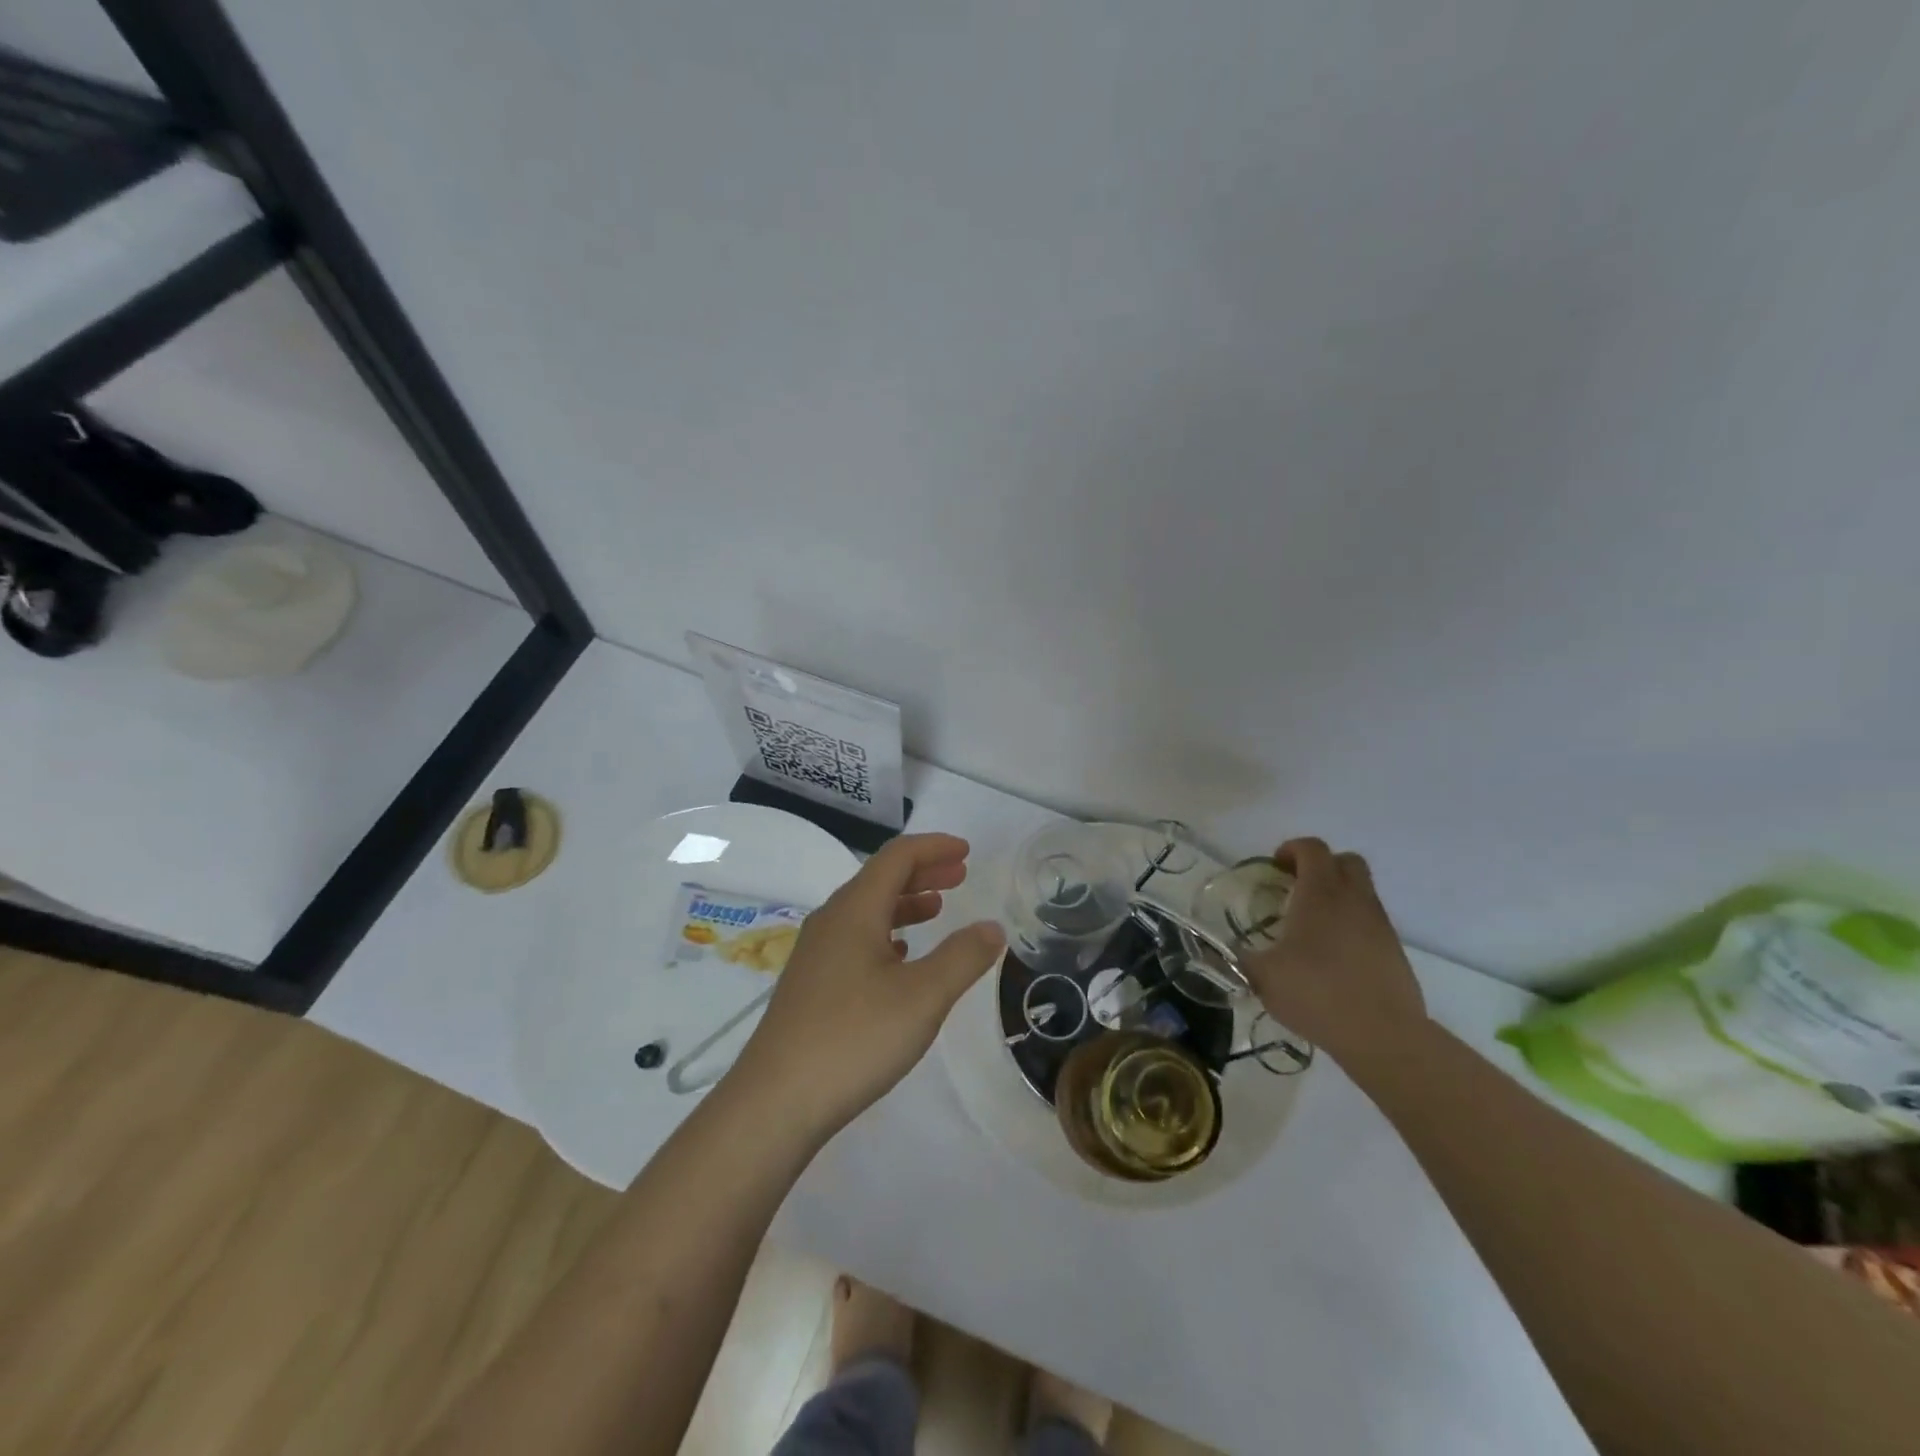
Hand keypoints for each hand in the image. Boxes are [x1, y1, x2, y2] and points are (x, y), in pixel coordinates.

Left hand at [731, 833, 1005, 1136]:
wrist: (775, 1101)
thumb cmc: (854, 1038)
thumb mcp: (923, 997)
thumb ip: (963, 957)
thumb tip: (992, 927)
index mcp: (855, 910)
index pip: (897, 857)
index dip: (934, 847)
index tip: (967, 852)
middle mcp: (831, 921)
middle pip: (880, 879)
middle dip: (922, 872)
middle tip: (959, 875)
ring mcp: (816, 953)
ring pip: (866, 911)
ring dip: (905, 903)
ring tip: (937, 910)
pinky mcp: (811, 984)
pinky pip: (854, 939)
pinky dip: (886, 934)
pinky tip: (900, 957)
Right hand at [1241, 838, 1426, 1068]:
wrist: (1383, 1035)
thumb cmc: (1317, 994)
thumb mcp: (1262, 976)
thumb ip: (1241, 957)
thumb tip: (1226, 951)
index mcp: (1321, 894)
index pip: (1312, 848)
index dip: (1291, 849)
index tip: (1274, 868)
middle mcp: (1354, 899)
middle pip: (1345, 860)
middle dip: (1320, 866)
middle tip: (1295, 888)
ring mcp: (1380, 924)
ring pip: (1361, 890)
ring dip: (1337, 895)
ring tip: (1311, 926)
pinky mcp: (1394, 950)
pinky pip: (1370, 920)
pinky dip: (1351, 924)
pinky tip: (1332, 955)